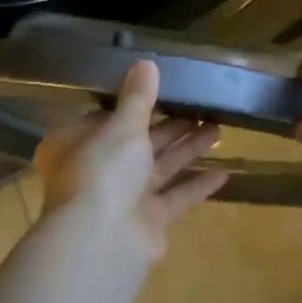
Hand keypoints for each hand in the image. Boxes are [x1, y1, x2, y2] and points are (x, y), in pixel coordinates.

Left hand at [33, 60, 228, 258]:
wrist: (102, 240)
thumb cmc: (103, 170)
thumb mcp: (122, 125)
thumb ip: (138, 97)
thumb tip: (146, 62)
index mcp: (77, 143)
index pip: (104, 117)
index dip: (132, 104)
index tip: (162, 89)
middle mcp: (96, 169)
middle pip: (136, 142)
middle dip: (169, 125)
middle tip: (202, 106)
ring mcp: (122, 198)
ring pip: (159, 167)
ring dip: (187, 149)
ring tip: (218, 128)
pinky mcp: (147, 221)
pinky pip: (174, 197)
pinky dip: (196, 185)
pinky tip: (225, 173)